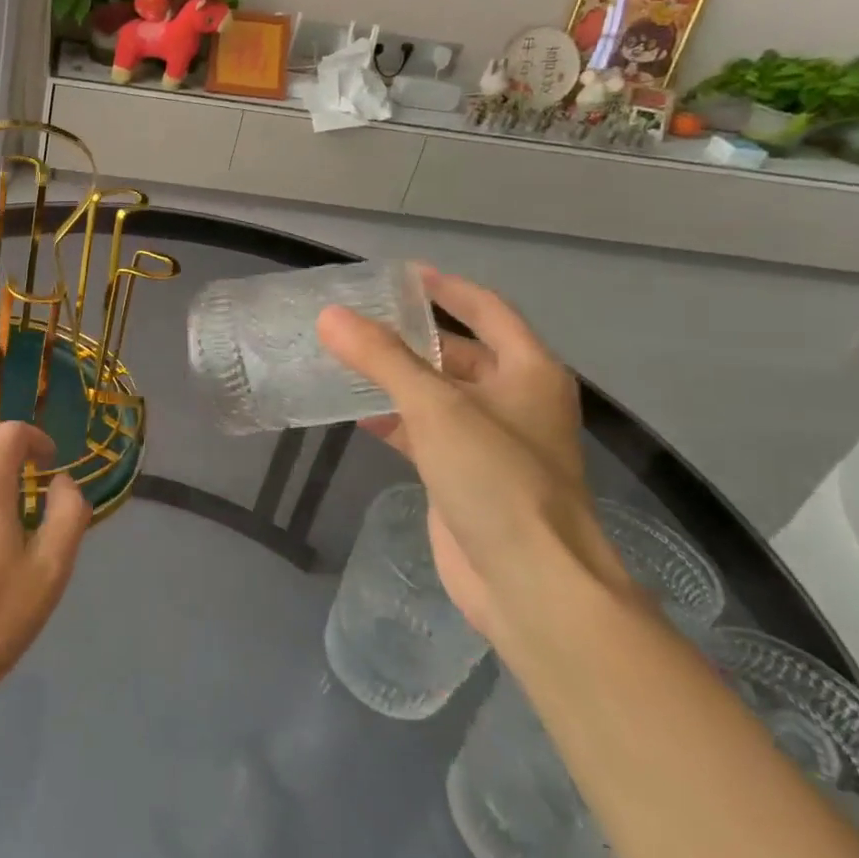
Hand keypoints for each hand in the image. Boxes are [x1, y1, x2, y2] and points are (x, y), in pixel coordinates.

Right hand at [316, 271, 625, 640]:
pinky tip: (355, 413)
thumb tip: (329, 316)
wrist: (529, 583)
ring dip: (395, 378)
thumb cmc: (496, 478)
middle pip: (456, 352)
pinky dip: (392, 419)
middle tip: (355, 319)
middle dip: (408, 336)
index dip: (446, 288)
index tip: (402, 274)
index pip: (486, 309)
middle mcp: (513, 400)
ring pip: (435, 393)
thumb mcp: (436, 407)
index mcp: (528, 371)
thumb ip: (381, 358)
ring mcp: (489, 441)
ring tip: (343, 358)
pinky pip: (423, 432)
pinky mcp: (463, 475)